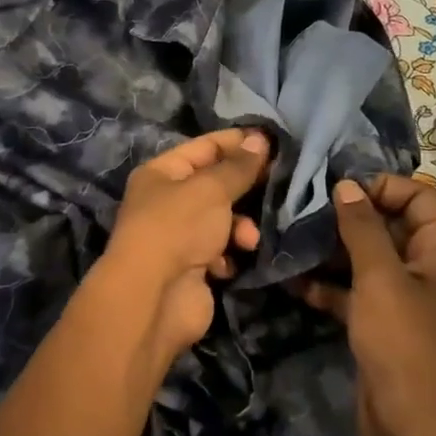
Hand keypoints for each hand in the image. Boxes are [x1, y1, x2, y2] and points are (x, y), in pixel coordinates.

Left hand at [102, 128, 270, 356]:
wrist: (154, 296)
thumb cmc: (178, 227)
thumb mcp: (211, 189)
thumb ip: (239, 166)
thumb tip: (260, 139)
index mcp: (161, 173)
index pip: (204, 147)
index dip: (237, 142)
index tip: (273, 141)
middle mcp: (167, 201)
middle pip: (215, 185)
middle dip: (245, 187)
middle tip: (280, 183)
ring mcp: (179, 236)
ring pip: (222, 220)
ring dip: (241, 226)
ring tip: (248, 239)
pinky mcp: (191, 268)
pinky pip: (220, 251)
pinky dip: (230, 254)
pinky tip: (233, 262)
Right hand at [300, 174, 435, 435]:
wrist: (414, 430)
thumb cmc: (404, 344)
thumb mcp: (380, 278)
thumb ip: (362, 227)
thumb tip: (346, 185)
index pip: (418, 196)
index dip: (379, 188)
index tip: (336, 192)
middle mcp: (435, 267)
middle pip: (392, 224)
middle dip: (349, 219)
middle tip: (304, 214)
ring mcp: (412, 296)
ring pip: (371, 257)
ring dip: (334, 252)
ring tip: (293, 242)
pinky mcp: (389, 322)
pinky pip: (361, 290)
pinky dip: (333, 285)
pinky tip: (296, 281)